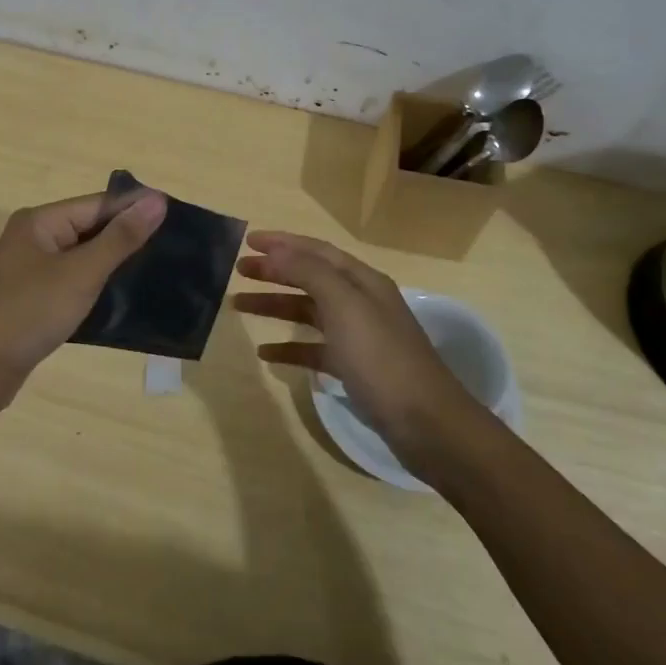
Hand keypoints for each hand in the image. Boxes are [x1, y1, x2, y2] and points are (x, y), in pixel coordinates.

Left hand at [0, 188, 167, 409]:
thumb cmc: (28, 312)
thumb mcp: (80, 273)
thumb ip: (120, 238)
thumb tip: (157, 201)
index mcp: (40, 221)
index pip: (98, 204)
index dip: (135, 209)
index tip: (176, 216)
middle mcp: (33, 239)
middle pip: (90, 229)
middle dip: (127, 237)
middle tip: (174, 246)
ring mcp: (30, 271)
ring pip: (82, 258)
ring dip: (114, 264)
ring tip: (158, 270)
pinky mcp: (33, 300)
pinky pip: (72, 283)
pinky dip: (96, 287)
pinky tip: (125, 297)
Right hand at [234, 231, 479, 470]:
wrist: (426, 423)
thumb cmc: (381, 358)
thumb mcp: (344, 306)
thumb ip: (309, 272)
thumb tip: (277, 249)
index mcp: (362, 281)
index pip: (316, 251)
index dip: (282, 243)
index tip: (248, 241)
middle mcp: (361, 302)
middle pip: (310, 278)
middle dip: (275, 271)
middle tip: (239, 270)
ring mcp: (358, 337)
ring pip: (308, 312)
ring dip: (276, 306)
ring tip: (239, 305)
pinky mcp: (354, 369)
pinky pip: (314, 349)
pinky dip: (289, 348)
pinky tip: (265, 354)